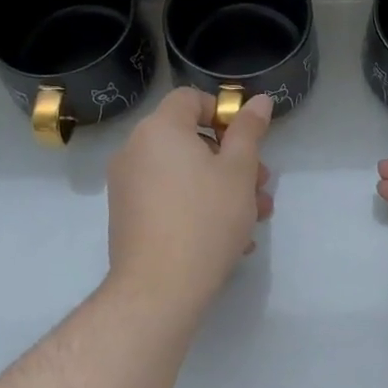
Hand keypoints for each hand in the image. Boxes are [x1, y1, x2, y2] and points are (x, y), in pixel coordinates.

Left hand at [107, 88, 273, 310]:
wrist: (159, 288)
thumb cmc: (206, 218)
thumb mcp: (239, 171)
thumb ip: (249, 130)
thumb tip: (258, 101)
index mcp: (159, 129)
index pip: (190, 98)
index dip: (222, 112)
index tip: (247, 141)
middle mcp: (135, 150)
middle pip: (189, 139)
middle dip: (231, 158)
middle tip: (260, 184)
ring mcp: (127, 185)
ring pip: (183, 172)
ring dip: (221, 186)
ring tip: (253, 217)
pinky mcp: (127, 216)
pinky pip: (168, 197)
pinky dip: (196, 205)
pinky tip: (228, 238)